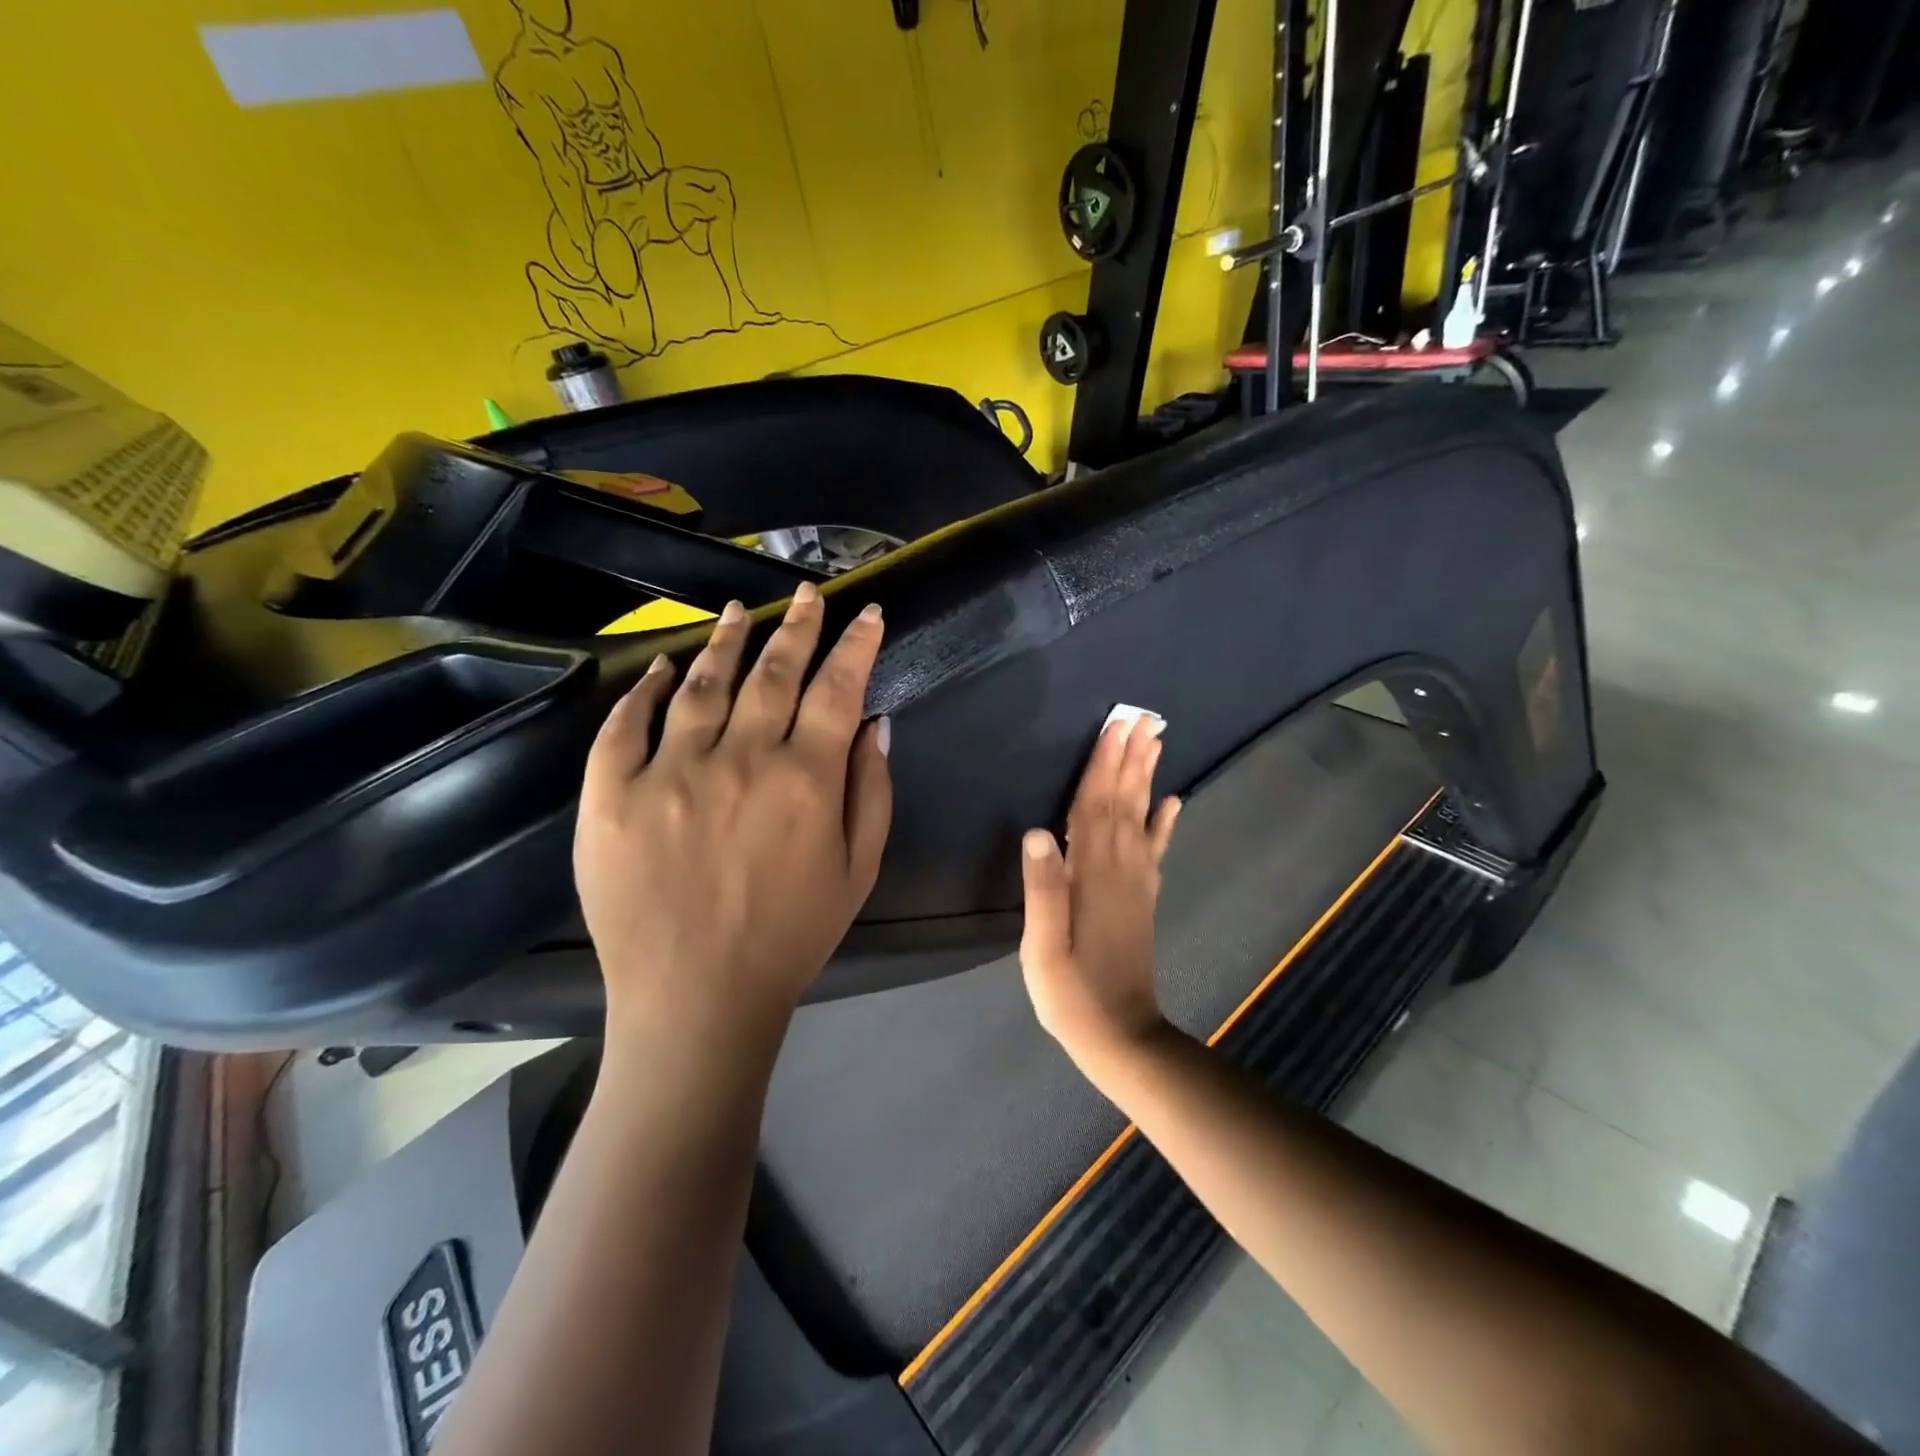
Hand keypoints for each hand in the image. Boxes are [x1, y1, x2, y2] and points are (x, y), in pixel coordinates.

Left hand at [573, 584, 892, 1037]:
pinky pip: (626, 725)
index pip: (837, 688)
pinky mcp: (610, 794)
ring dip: (726, 642)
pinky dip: (644, 688)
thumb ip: (871, 790)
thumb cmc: (790, 938)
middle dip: (797, 626)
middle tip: (807, 593)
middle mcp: (738, 759)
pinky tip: (661, 666)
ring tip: (740, 610)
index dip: (856, 644)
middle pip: (773, 672)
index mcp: (804, 779)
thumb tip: (874, 722)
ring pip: (701, 683)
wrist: (694, 999)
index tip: (868, 612)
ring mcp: (668, 772)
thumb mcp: (858, 871)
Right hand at [1018, 716, 1181, 1065]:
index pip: (1094, 808)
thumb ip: (1042, 890)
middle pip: (1124, 802)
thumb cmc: (1071, 994)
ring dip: (1147, 778)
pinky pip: (1155, 850)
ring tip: (1155, 742)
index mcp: (1091, 877)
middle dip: (1130, 758)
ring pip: (1142, 818)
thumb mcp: (1042, 948)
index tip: (1113, 727)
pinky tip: (1173, 801)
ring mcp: (1137, 884)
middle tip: (1142, 717)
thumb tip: (1039, 832)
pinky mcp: (1143, 899)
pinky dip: (1165, 822)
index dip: (1102, 766)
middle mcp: (1120, 870)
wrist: (1122, 1036)